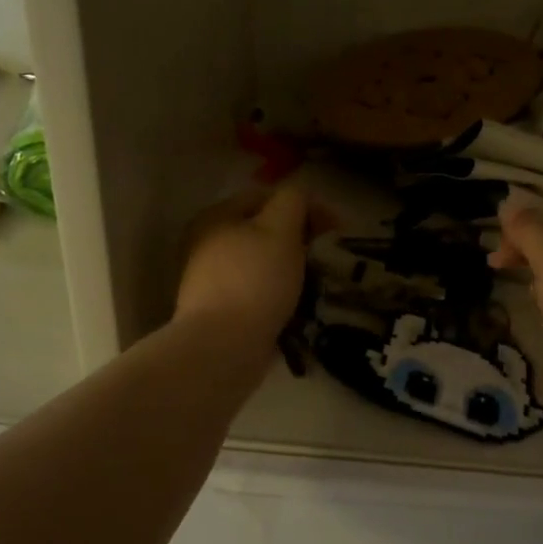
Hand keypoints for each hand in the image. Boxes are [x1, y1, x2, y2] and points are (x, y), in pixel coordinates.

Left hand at [176, 187, 328, 343]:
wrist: (223, 348)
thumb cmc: (254, 280)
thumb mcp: (280, 229)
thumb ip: (293, 201)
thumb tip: (301, 196)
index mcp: (216, 216)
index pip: (267, 196)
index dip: (306, 206)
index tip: (336, 229)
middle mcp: (206, 243)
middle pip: (262, 230)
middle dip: (299, 240)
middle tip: (325, 257)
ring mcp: (210, 280)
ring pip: (261, 263)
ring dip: (290, 269)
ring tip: (316, 284)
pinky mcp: (219, 311)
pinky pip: (257, 292)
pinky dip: (278, 294)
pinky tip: (297, 307)